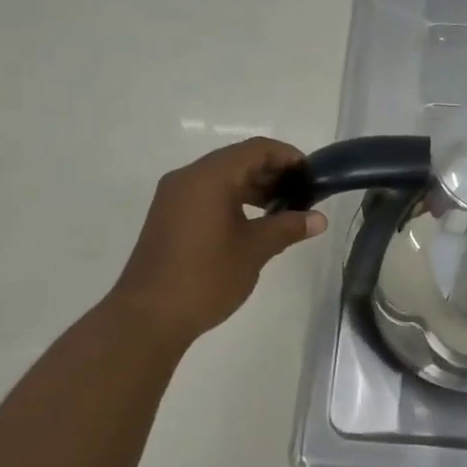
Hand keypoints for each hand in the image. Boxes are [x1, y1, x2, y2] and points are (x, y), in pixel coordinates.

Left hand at [111, 137, 327, 343]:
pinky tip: (252, 224)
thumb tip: (318, 219)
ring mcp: (173, 197)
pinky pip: (206, 195)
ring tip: (282, 211)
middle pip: (238, 160)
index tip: (311, 176)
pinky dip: (232, 200)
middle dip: (272, 173)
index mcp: (209, 177)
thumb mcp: (254, 250)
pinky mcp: (168, 216)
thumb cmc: (205, 277)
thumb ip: (287, 227)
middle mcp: (188, 177)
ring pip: (221, 178)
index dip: (287, 156)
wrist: (148, 317)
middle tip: (301, 195)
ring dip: (253, 188)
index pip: (256, 149)